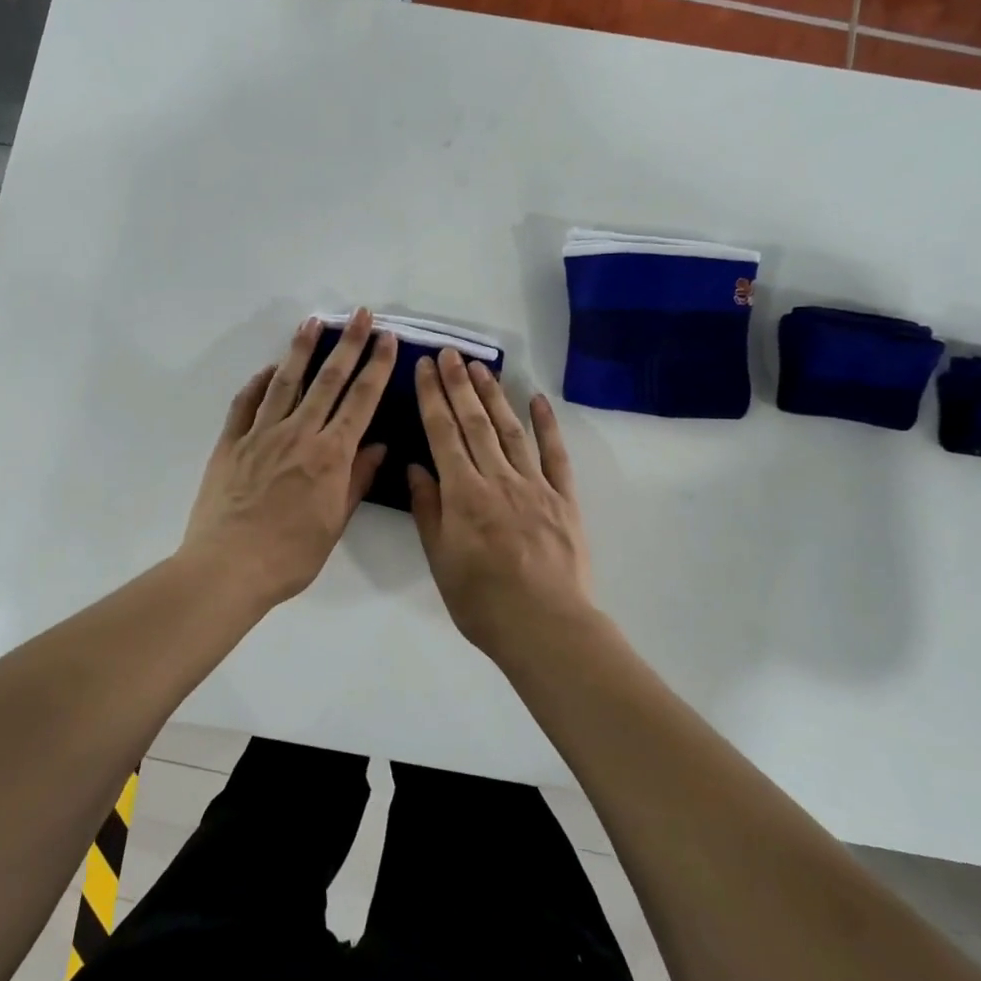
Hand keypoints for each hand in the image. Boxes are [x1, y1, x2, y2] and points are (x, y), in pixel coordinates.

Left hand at [181, 310, 397, 609]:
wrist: (229, 567)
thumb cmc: (290, 555)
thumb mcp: (335, 522)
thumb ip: (356, 480)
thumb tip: (378, 447)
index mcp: (330, 455)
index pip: (360, 401)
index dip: (376, 367)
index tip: (386, 340)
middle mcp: (298, 434)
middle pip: (328, 380)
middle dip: (348, 344)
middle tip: (360, 315)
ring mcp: (261, 434)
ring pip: (286, 382)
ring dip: (302, 349)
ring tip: (313, 322)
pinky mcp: (231, 443)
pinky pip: (246, 403)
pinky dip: (259, 382)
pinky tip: (270, 369)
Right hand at [408, 350, 594, 657]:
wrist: (545, 627)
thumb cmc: (482, 601)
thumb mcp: (440, 560)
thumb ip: (429, 510)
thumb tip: (416, 467)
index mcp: (464, 494)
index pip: (443, 433)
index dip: (433, 397)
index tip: (425, 367)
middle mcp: (498, 478)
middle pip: (475, 422)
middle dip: (460, 384)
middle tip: (449, 353)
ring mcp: (535, 485)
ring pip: (510, 430)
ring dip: (494, 395)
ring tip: (481, 366)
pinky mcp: (564, 498)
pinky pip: (555, 454)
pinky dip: (546, 424)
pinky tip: (537, 399)